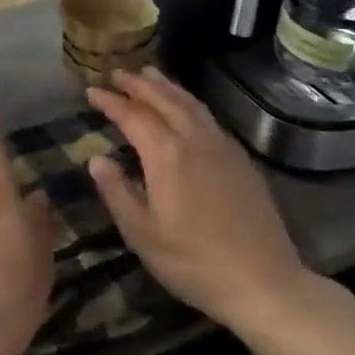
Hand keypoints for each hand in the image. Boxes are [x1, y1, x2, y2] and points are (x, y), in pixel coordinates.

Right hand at [85, 69, 316, 328]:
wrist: (263, 282)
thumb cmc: (193, 262)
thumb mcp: (142, 233)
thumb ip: (117, 192)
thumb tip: (97, 159)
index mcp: (167, 155)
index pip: (133, 116)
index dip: (111, 101)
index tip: (91, 91)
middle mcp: (195, 141)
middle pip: (165, 100)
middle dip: (139, 84)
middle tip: (118, 73)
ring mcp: (223, 148)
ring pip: (191, 104)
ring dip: (167, 87)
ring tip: (150, 75)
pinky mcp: (241, 160)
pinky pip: (209, 118)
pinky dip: (190, 103)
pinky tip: (187, 109)